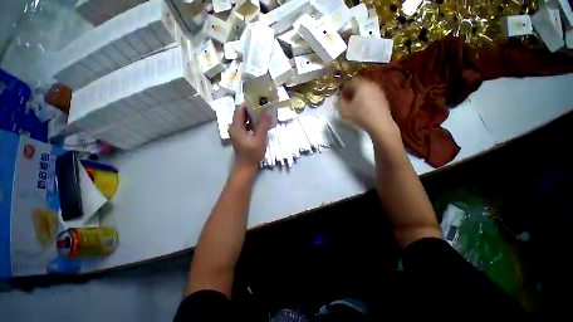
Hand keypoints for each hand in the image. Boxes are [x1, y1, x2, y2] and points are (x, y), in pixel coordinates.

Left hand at [228, 104, 270, 170]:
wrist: (246, 166)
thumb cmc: (252, 154)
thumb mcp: (259, 139)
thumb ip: (263, 125)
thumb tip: (268, 112)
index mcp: (236, 127)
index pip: (239, 109)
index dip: (248, 103)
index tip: (259, 99)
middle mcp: (234, 127)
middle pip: (241, 113)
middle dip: (252, 109)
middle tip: (263, 105)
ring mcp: (237, 132)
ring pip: (244, 119)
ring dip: (253, 115)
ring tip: (263, 112)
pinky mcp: (240, 135)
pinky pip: (246, 125)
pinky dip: (252, 122)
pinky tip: (261, 122)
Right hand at [340, 78, 399, 137]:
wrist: (379, 124)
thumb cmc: (360, 115)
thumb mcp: (345, 110)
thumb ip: (340, 101)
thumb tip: (340, 96)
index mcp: (361, 85)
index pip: (349, 82)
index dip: (343, 88)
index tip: (340, 96)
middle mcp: (371, 84)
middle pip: (358, 85)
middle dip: (351, 91)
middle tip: (347, 100)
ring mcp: (378, 90)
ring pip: (365, 90)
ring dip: (359, 95)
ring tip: (355, 105)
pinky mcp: (383, 97)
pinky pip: (371, 95)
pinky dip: (366, 99)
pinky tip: (363, 107)